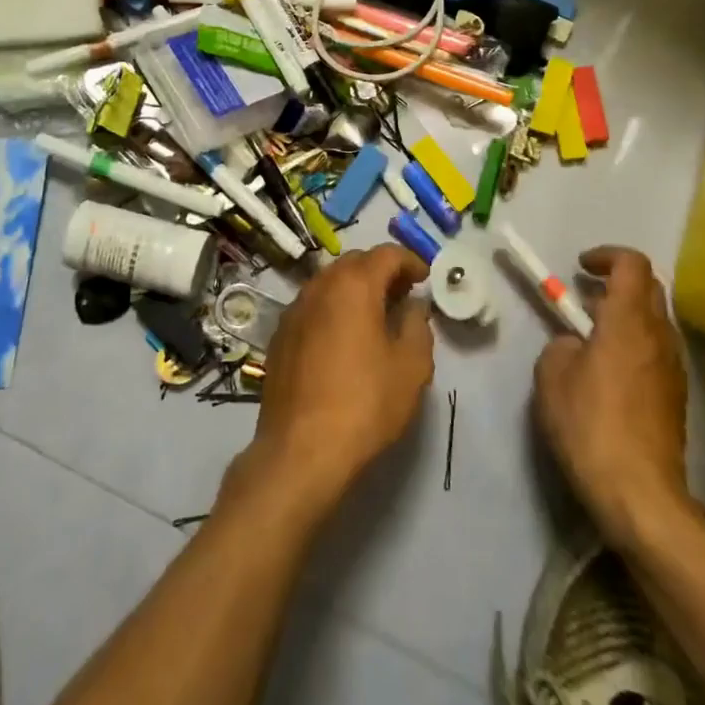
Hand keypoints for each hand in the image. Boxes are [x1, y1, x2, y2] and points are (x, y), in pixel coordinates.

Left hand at [228, 244, 433, 521]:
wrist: (301, 450)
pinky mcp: (280, 335)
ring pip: (329, 282)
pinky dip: (332, 309)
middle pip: (355, 262)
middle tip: (402, 295)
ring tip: (375, 316)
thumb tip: (413, 306)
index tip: (425, 279)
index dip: (410, 261)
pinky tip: (343, 339)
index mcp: (354, 285)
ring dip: (354, 289)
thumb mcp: (411, 366)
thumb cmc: (365, 403)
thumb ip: (418, 325)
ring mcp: (294, 309)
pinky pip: (312, 306)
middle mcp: (320, 286)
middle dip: (381, 271)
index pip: (386, 254)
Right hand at [534, 247, 695, 549]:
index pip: (632, 264)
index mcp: (629, 320)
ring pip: (655, 320)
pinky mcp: (677, 396)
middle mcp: (659, 335)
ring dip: (626, 315)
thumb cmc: (590, 425)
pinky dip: (635, 344)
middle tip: (584, 299)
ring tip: (592, 338)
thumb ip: (562, 345)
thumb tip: (577, 345)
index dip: (606, 255)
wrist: (641, 495)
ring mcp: (674, 367)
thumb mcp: (552, 376)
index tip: (580, 267)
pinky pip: (657, 351)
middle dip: (616, 282)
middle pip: (649, 287)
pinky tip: (609, 373)